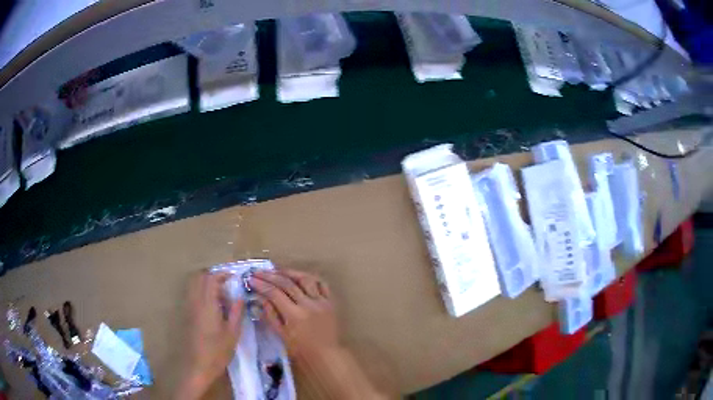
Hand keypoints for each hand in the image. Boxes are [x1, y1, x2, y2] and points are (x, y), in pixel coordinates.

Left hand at [179, 272, 243, 398]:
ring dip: (206, 283)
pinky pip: (193, 294)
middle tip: (227, 283)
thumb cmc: (218, 351)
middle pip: (200, 278)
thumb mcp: (233, 333)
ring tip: (221, 293)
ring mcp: (189, 307)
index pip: (211, 279)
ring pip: (194, 285)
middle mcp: (195, 302)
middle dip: (213, 276)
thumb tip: (240, 297)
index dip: (222, 274)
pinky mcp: (187, 314)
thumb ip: (237, 312)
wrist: (198, 365)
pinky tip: (213, 305)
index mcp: (207, 304)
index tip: (234, 277)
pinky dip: (202, 291)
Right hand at [251, 269, 339, 359]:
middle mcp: (309, 304)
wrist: (327, 355)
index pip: (275, 294)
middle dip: (270, 276)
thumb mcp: (282, 336)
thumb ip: (271, 316)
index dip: (261, 285)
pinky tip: (300, 276)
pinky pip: (322, 284)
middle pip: (287, 284)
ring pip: (305, 279)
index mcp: (295, 315)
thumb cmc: (302, 350)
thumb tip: (261, 298)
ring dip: (290, 272)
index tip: (251, 279)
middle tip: (258, 272)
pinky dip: (310, 278)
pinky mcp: (331, 302)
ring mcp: (321, 302)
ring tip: (277, 270)